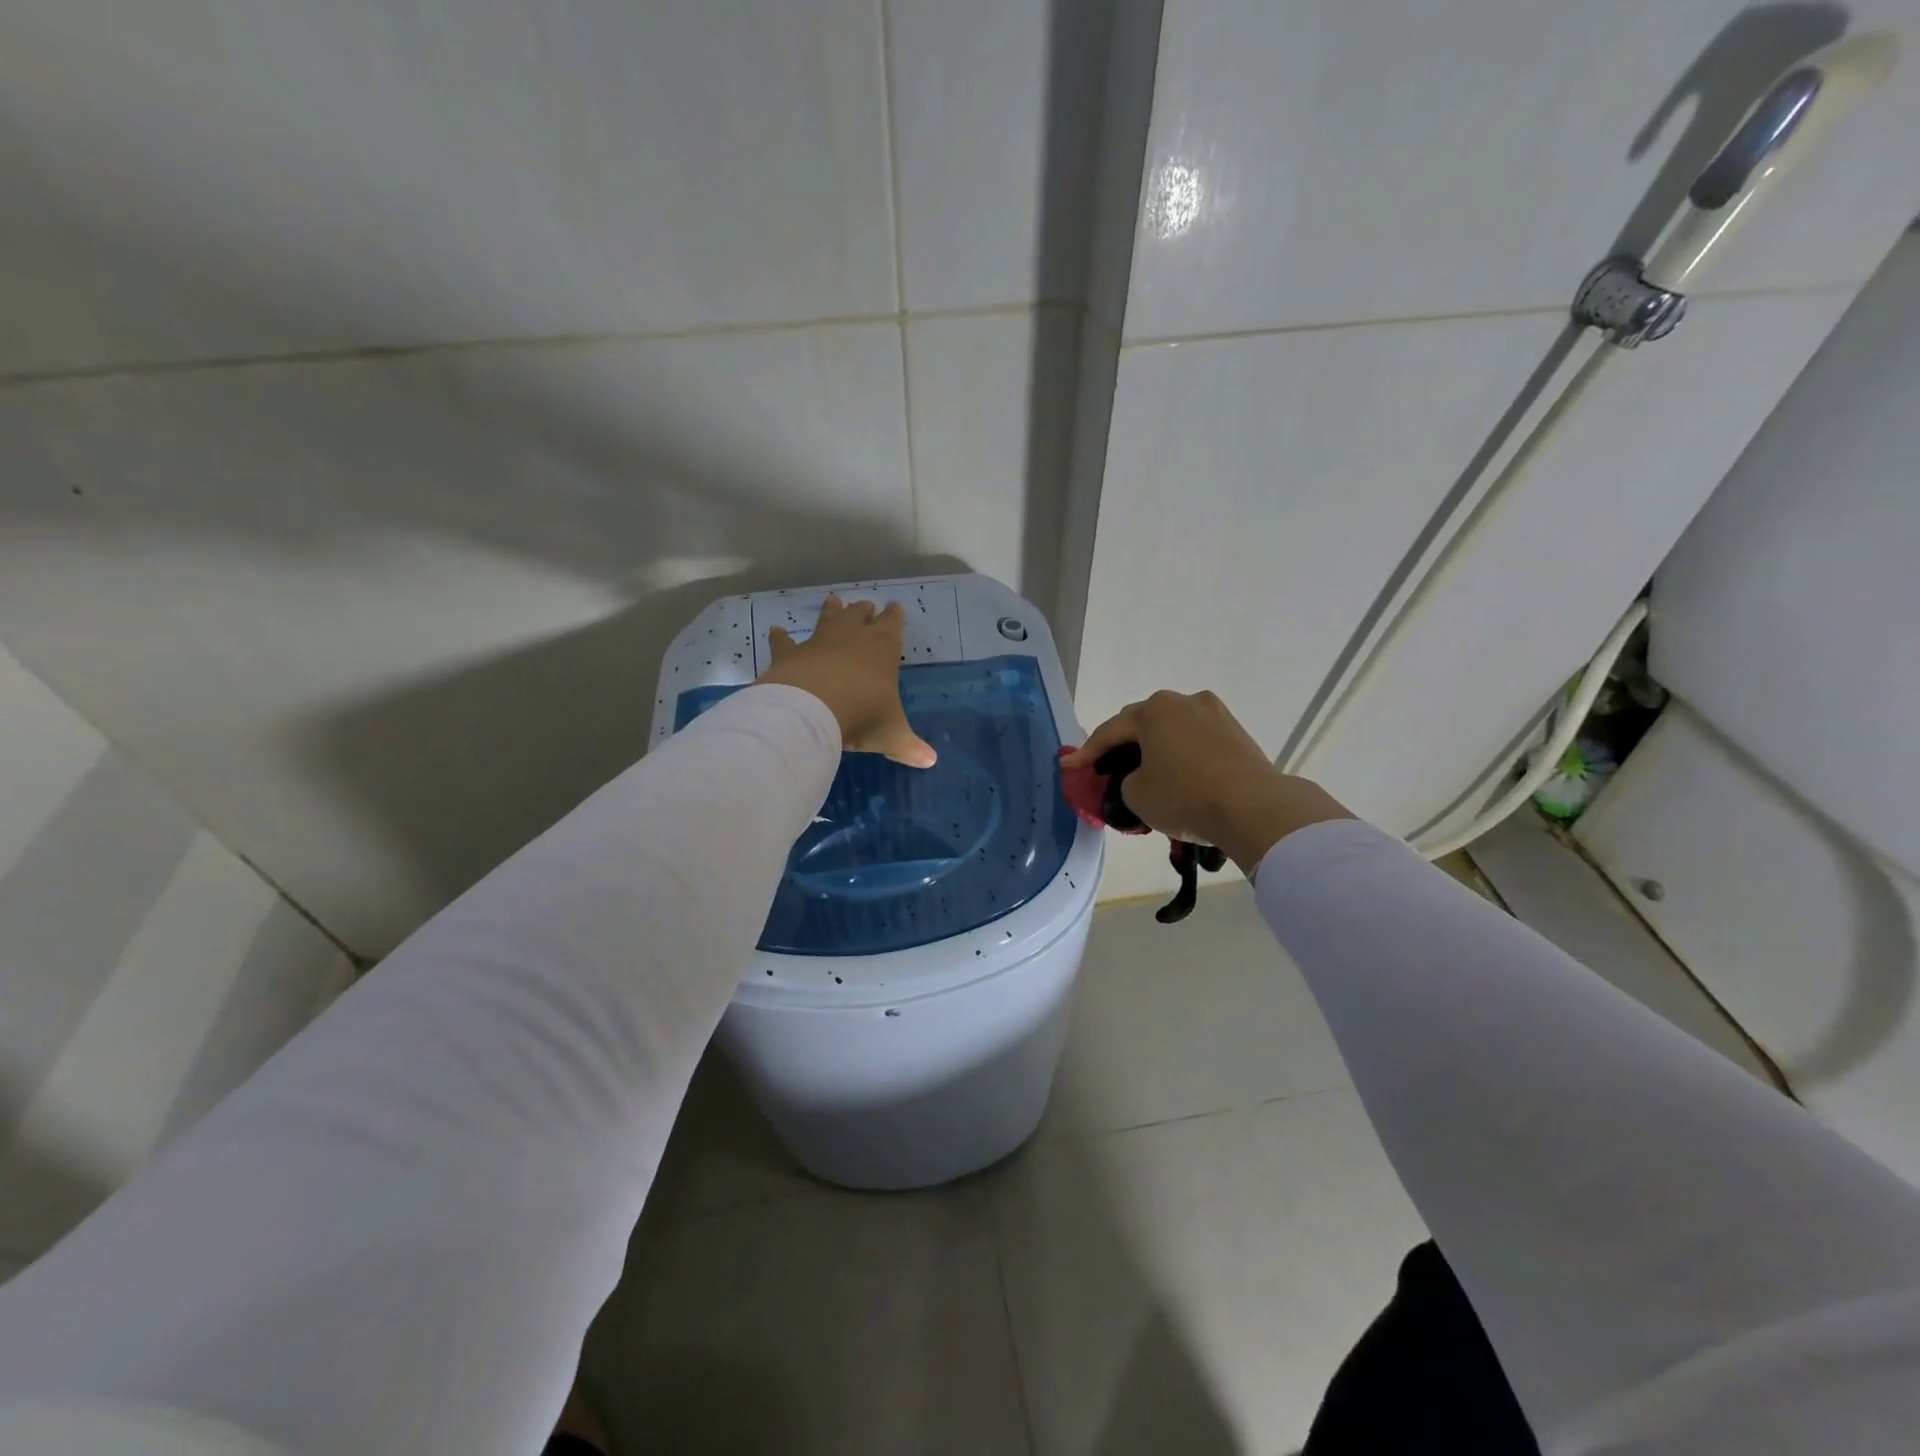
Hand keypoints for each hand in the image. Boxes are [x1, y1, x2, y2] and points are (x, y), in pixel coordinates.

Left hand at [758, 595, 936, 767]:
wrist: (811, 709)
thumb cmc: (862, 715)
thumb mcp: (891, 734)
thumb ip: (908, 745)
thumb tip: (930, 761)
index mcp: (883, 648)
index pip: (893, 625)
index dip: (895, 617)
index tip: (896, 608)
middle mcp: (852, 637)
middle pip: (860, 615)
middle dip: (865, 611)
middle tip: (867, 605)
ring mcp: (818, 642)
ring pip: (827, 619)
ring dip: (830, 610)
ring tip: (833, 599)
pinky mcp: (790, 654)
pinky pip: (785, 642)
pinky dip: (780, 637)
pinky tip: (776, 631)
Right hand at [1063, 690, 1351, 871]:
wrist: (1254, 808)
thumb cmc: (1185, 796)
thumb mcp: (1136, 795)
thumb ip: (1126, 781)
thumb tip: (1140, 777)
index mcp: (1154, 710)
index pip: (1110, 732)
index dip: (1086, 753)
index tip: (1069, 767)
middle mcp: (1184, 701)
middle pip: (1142, 723)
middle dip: (1122, 745)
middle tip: (1107, 766)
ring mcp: (1215, 714)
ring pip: (1172, 730)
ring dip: (1154, 748)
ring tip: (1144, 772)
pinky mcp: (1237, 733)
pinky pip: (1196, 741)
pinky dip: (1181, 755)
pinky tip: (1177, 774)